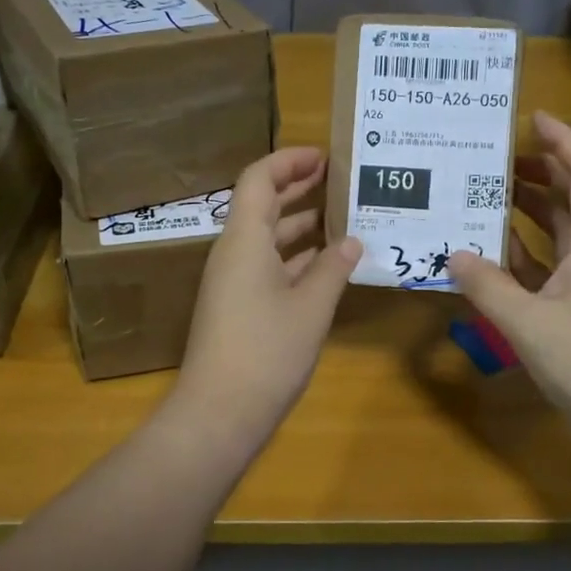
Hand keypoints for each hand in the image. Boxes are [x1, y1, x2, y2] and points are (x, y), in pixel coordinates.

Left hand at [171, 148, 361, 445]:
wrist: (219, 413)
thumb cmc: (266, 351)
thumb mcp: (310, 307)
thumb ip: (332, 268)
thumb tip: (351, 241)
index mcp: (244, 240)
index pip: (259, 179)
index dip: (289, 161)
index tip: (326, 157)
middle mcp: (234, 253)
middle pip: (263, 205)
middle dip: (299, 188)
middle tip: (341, 180)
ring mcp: (233, 281)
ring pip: (268, 238)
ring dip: (302, 225)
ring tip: (345, 218)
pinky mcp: (238, 307)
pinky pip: (269, 266)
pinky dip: (297, 258)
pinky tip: (329, 264)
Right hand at [447, 112, 570, 446]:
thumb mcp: (529, 322)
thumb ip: (487, 286)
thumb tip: (452, 253)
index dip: (565, 142)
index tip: (534, 118)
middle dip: (541, 171)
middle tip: (498, 158)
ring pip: (559, 230)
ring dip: (530, 209)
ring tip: (489, 194)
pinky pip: (547, 264)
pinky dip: (522, 251)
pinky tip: (491, 251)